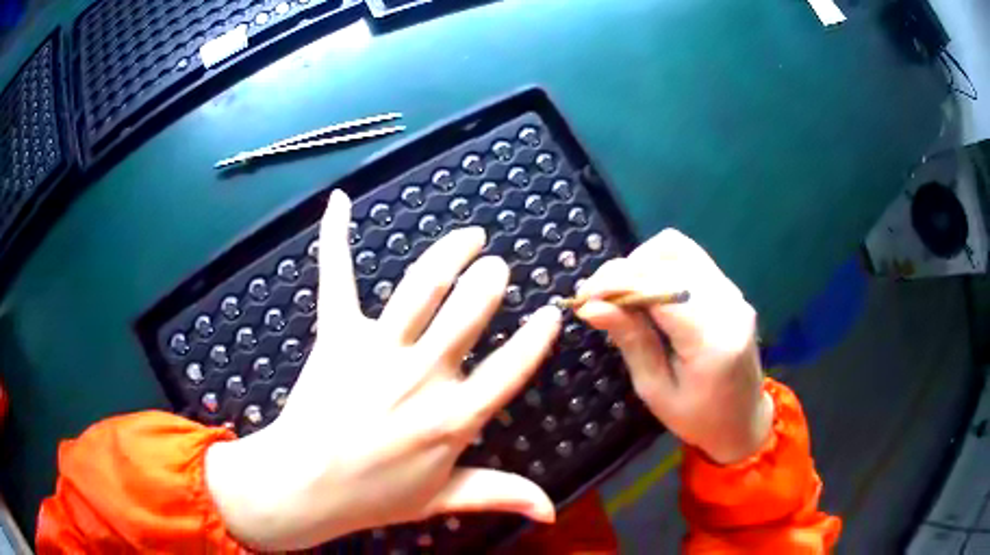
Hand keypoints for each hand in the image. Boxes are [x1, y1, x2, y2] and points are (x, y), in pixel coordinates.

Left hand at [205, 190, 561, 550]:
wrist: (304, 485)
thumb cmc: (373, 496)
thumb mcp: (442, 499)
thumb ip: (499, 495)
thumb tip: (552, 509)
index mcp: (453, 418)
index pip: (511, 369)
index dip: (536, 339)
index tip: (551, 313)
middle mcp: (421, 376)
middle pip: (469, 313)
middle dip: (489, 282)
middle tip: (497, 266)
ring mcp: (376, 350)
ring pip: (421, 287)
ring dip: (449, 253)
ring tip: (469, 235)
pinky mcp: (336, 334)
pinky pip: (337, 276)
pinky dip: (336, 236)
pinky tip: (340, 200)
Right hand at [576, 229, 771, 464]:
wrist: (744, 420)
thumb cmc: (697, 418)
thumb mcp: (655, 390)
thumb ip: (630, 341)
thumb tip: (591, 306)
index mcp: (711, 340)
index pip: (660, 288)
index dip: (617, 283)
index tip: (583, 297)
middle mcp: (728, 305)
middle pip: (669, 258)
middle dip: (624, 271)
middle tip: (598, 297)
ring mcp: (733, 293)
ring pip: (679, 249)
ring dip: (642, 263)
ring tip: (622, 293)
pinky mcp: (730, 289)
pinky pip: (690, 259)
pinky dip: (659, 266)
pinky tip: (647, 292)